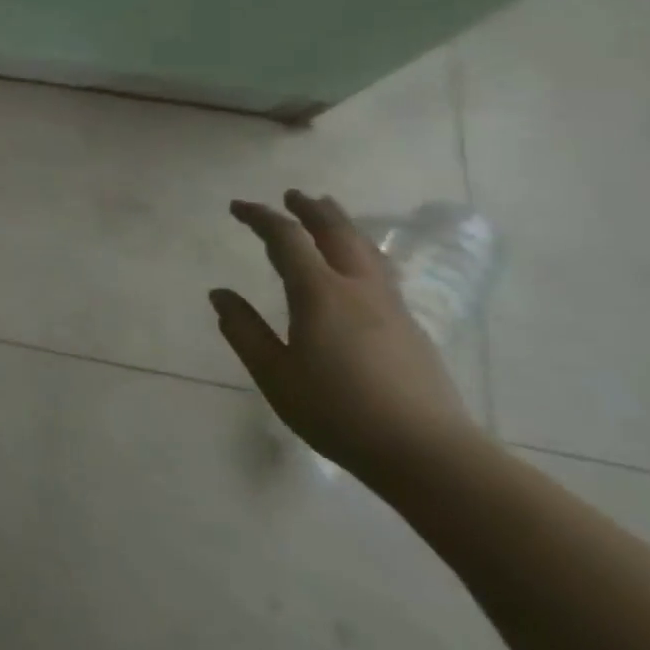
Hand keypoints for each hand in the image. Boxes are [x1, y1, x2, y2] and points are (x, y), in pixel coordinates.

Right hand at [211, 189, 482, 488]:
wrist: (429, 454)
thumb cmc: (338, 412)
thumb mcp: (274, 374)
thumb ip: (244, 331)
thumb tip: (220, 294)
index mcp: (320, 294)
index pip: (286, 239)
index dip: (260, 217)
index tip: (237, 207)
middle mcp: (359, 289)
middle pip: (337, 233)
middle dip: (311, 210)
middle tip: (292, 195)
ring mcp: (391, 307)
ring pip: (366, 250)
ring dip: (342, 225)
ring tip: (329, 214)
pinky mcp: (411, 329)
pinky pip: (380, 272)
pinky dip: (360, 252)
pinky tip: (358, 266)